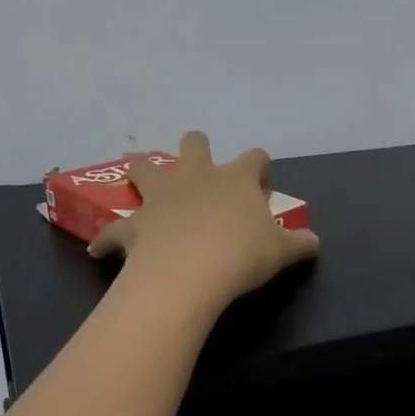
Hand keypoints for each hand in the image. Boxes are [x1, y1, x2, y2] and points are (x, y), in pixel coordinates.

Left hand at [87, 131, 318, 309]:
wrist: (191, 271)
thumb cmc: (242, 255)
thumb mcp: (282, 252)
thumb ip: (299, 244)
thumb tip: (314, 242)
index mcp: (235, 179)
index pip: (255, 158)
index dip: (260, 169)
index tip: (262, 187)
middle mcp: (196, 177)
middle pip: (195, 143)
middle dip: (198, 148)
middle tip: (202, 171)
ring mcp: (161, 197)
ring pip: (144, 168)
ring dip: (141, 172)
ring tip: (138, 178)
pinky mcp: (134, 224)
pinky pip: (113, 231)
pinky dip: (107, 240)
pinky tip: (100, 250)